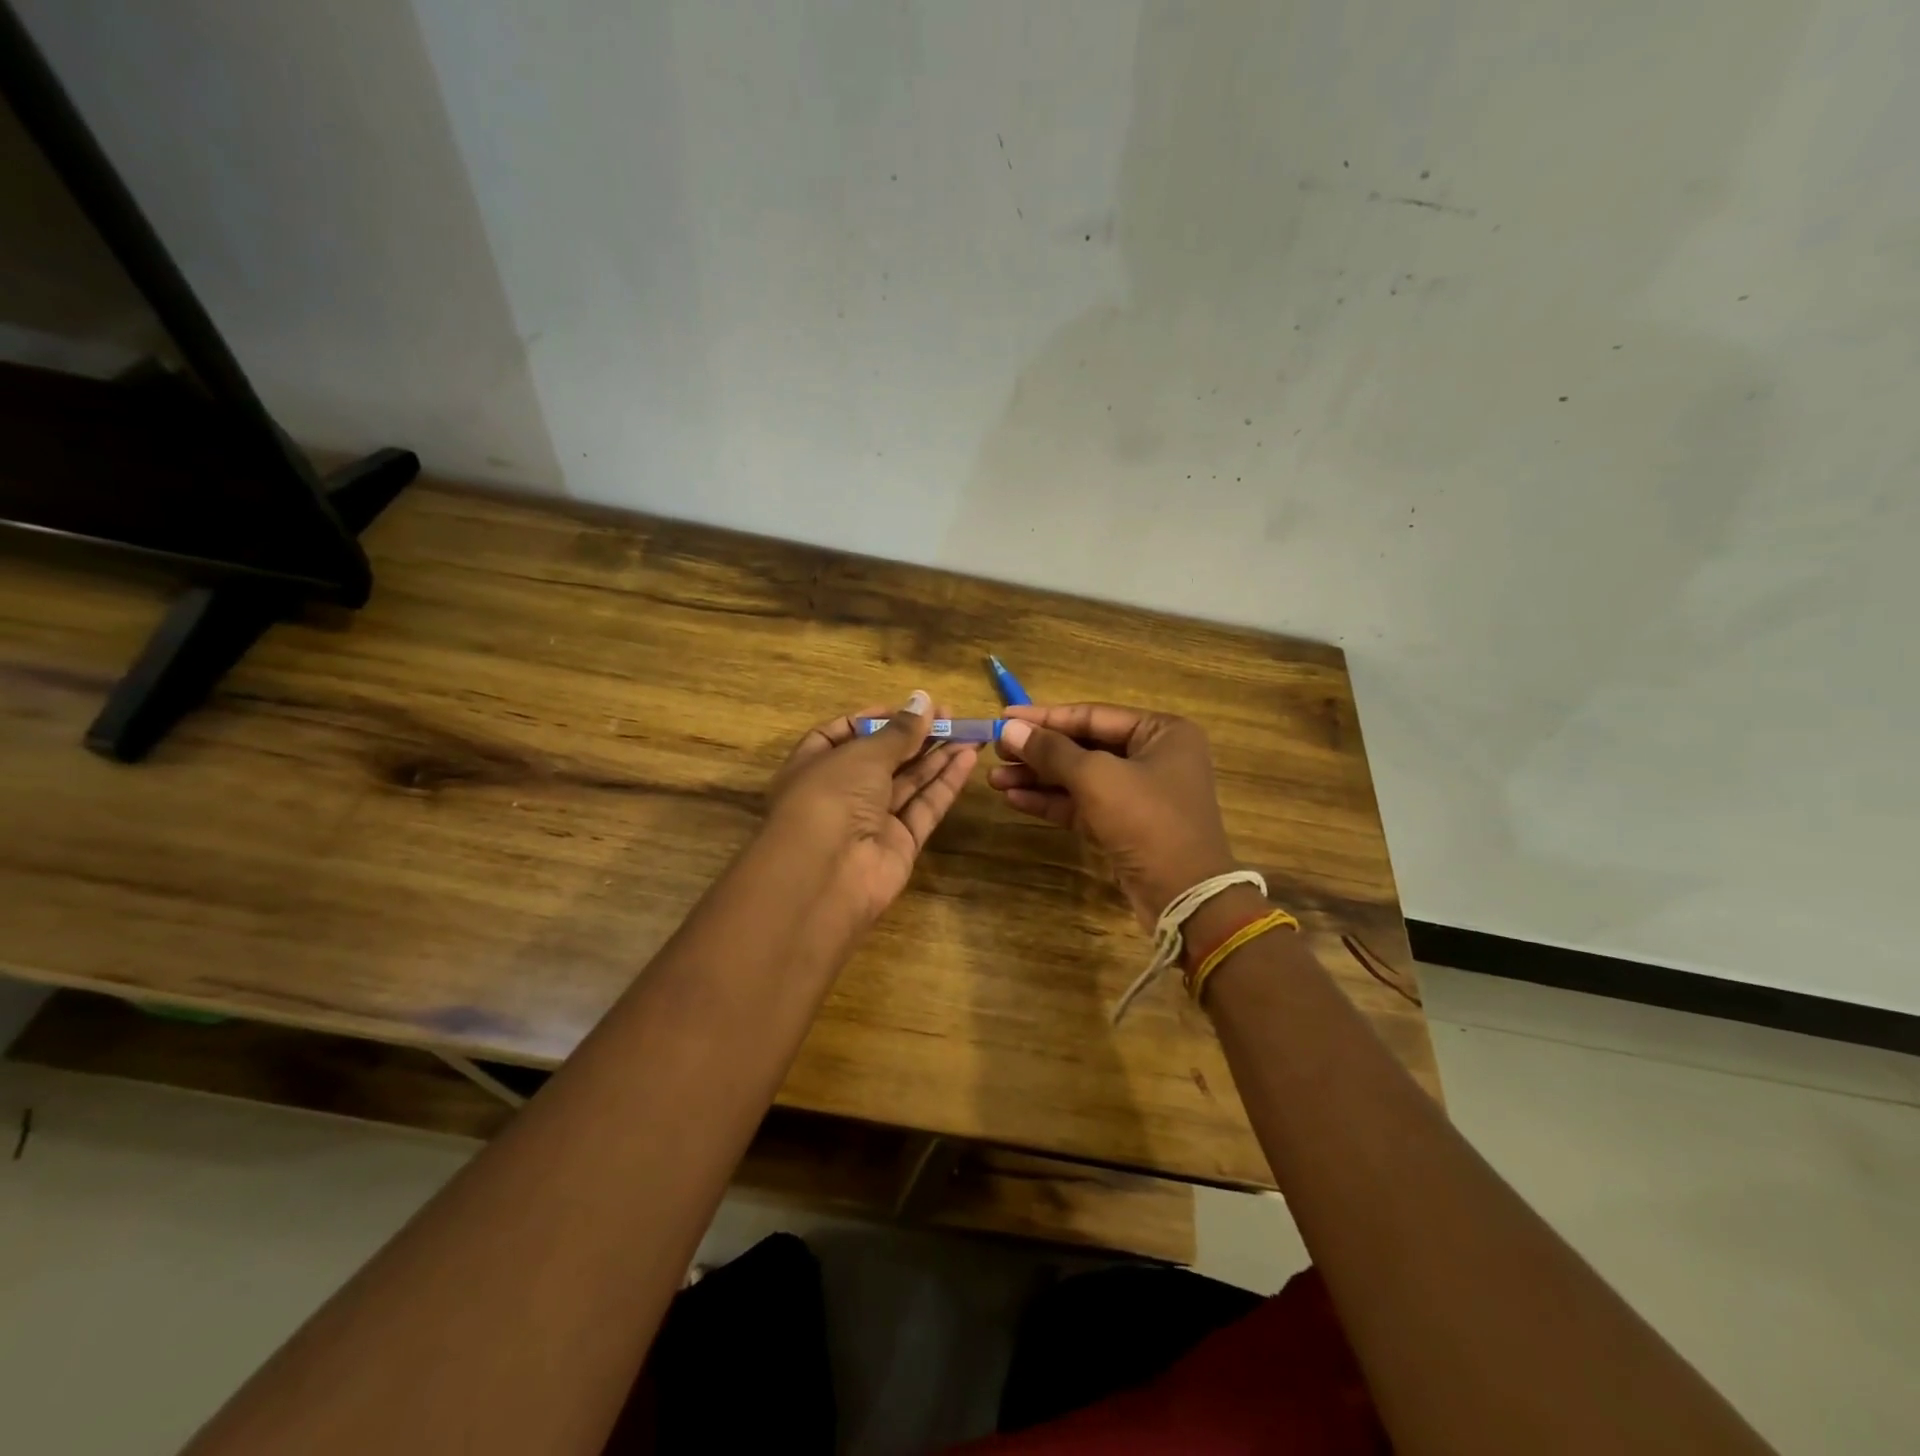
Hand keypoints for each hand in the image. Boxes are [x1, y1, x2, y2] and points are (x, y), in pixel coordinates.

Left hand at [764, 691, 977, 923]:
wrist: (825, 875)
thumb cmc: (830, 797)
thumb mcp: (863, 754)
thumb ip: (899, 731)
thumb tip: (924, 700)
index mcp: (814, 766)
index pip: (842, 735)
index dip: (873, 719)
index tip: (907, 708)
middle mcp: (841, 793)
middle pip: (882, 758)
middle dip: (915, 736)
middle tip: (951, 715)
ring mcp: (870, 821)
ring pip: (908, 782)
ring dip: (937, 756)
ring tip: (970, 731)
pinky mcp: (899, 844)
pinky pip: (924, 807)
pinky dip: (945, 784)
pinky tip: (968, 758)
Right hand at [988, 703, 1237, 929]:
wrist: (1183, 896)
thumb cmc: (1146, 820)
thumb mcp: (1096, 777)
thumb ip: (1051, 751)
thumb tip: (1009, 727)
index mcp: (1161, 732)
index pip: (1092, 716)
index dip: (1045, 717)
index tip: (1003, 716)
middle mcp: (1153, 757)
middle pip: (1084, 746)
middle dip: (1038, 751)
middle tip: (996, 750)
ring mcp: (1139, 793)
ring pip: (1080, 777)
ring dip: (1038, 778)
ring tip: (994, 778)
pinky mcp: (1125, 825)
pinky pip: (1083, 804)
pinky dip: (1051, 801)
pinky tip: (1014, 798)